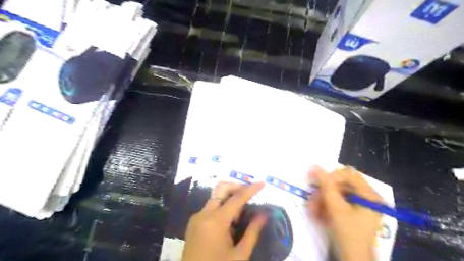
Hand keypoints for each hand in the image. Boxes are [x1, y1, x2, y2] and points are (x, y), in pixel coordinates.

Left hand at [182, 181, 268, 260]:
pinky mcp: (193, 223)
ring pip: (216, 197)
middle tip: (250, 196)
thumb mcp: (239, 255)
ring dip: (230, 199)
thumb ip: (252, 232)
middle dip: (237, 188)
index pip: (237, 198)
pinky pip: (210, 208)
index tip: (262, 183)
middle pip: (221, 189)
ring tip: (240, 217)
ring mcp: (197, 217)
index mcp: (216, 221)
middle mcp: (204, 213)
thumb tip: (263, 214)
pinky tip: (229, 224)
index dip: (251, 189)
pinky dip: (222, 208)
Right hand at [308, 166, 383, 260]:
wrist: (354, 260)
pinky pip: (337, 202)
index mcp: (370, 195)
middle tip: (312, 201)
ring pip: (336, 193)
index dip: (330, 177)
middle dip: (324, 192)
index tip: (315, 185)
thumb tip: (315, 166)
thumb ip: (326, 185)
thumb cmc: (349, 235)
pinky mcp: (353, 212)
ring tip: (313, 211)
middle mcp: (367, 197)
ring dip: (322, 200)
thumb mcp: (336, 208)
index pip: (347, 174)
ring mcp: (361, 205)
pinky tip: (319, 215)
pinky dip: (326, 207)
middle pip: (341, 184)